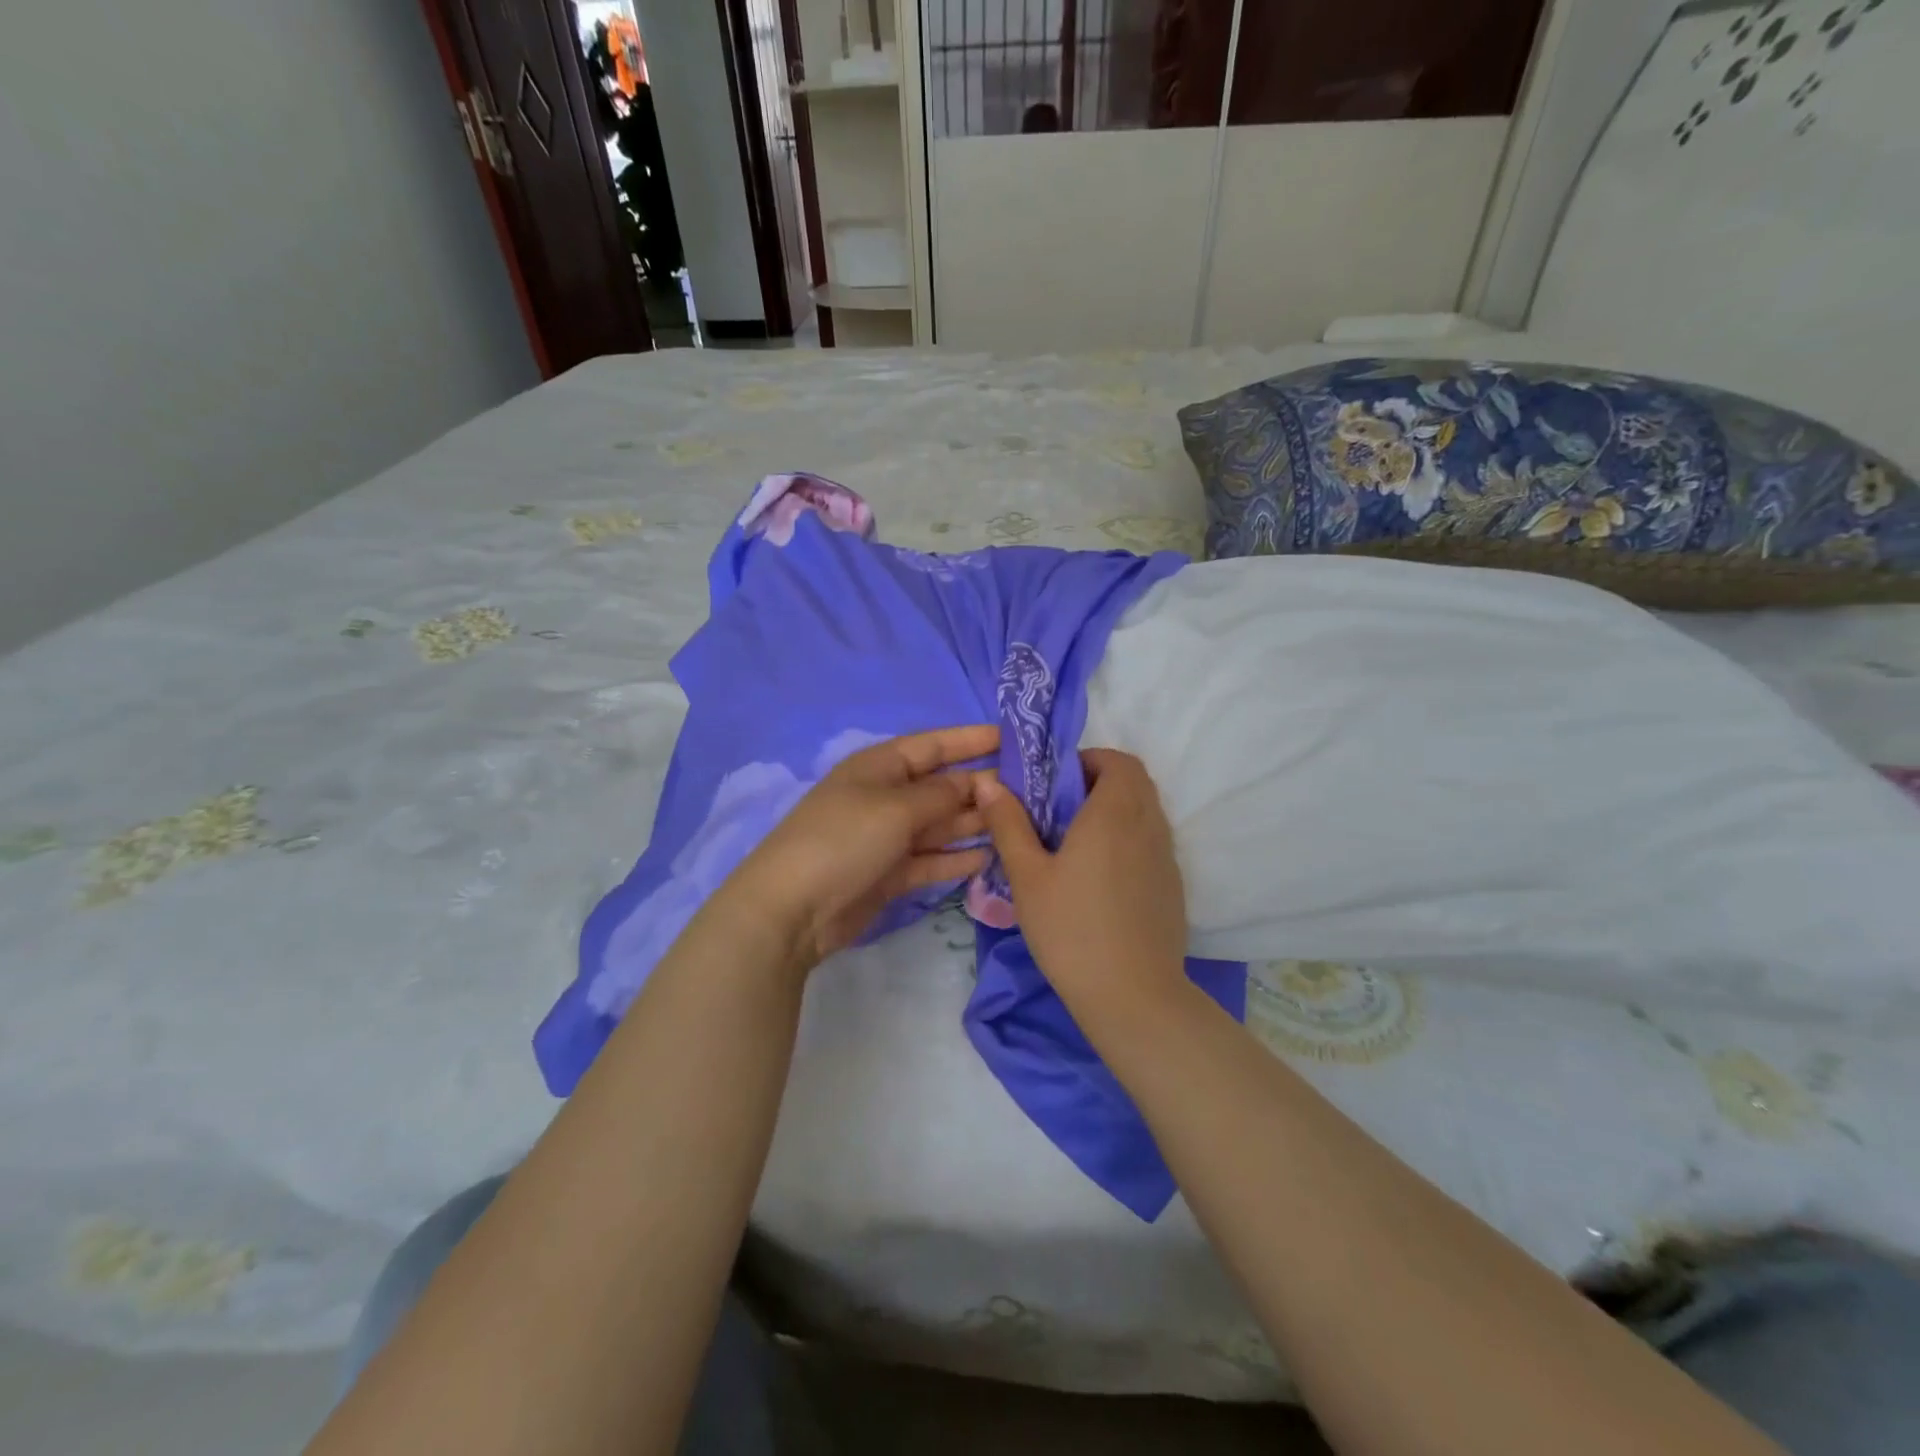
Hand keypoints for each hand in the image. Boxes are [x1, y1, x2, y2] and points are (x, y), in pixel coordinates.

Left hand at [728, 725, 996, 970]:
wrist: (792, 909)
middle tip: (1031, 792)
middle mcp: (886, 797)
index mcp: (880, 767)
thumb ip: (941, 795)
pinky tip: (991, 857)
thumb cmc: (843, 840)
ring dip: (974, 823)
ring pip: (940, 825)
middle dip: (981, 786)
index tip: (1014, 738)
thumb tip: (975, 782)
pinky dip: (957, 858)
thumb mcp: (895, 808)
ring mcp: (887, 837)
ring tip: (1019, 823)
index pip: (934, 745)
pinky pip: (932, 859)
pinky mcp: (890, 874)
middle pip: (942, 786)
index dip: (972, 740)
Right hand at [976, 748, 1187, 1007]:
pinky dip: (1130, 839)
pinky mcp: (1173, 886)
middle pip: (1136, 782)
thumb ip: (1009, 824)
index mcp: (1114, 813)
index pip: (1118, 761)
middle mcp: (1149, 825)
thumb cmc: (1071, 929)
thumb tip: (988, 783)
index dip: (1090, 760)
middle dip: (1101, 782)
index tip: (1058, 783)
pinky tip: (1102, 879)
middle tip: (1063, 810)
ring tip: (1078, 844)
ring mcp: (1167, 857)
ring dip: (1117, 810)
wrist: (1132, 995)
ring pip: (1147, 812)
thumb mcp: (1027, 876)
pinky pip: (1153, 842)